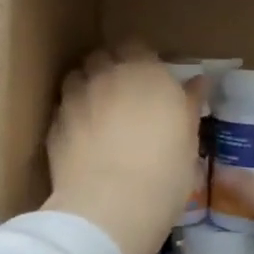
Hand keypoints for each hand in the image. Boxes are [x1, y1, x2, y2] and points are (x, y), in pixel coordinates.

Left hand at [43, 46, 202, 253]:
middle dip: (110, 68)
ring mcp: (76, 98)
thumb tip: (199, 82)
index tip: (150, 80)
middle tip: (124, 94)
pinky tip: (81, 138)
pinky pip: (63, 109)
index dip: (142, 60)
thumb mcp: (189, 140)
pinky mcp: (54, 124)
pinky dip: (72, 116)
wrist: (110, 206)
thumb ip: (190, 105)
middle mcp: (107, 75)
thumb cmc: (165, 173)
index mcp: (146, 72)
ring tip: (98, 112)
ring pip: (77, 77)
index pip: (138, 46)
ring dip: (87, 87)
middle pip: (103, 56)